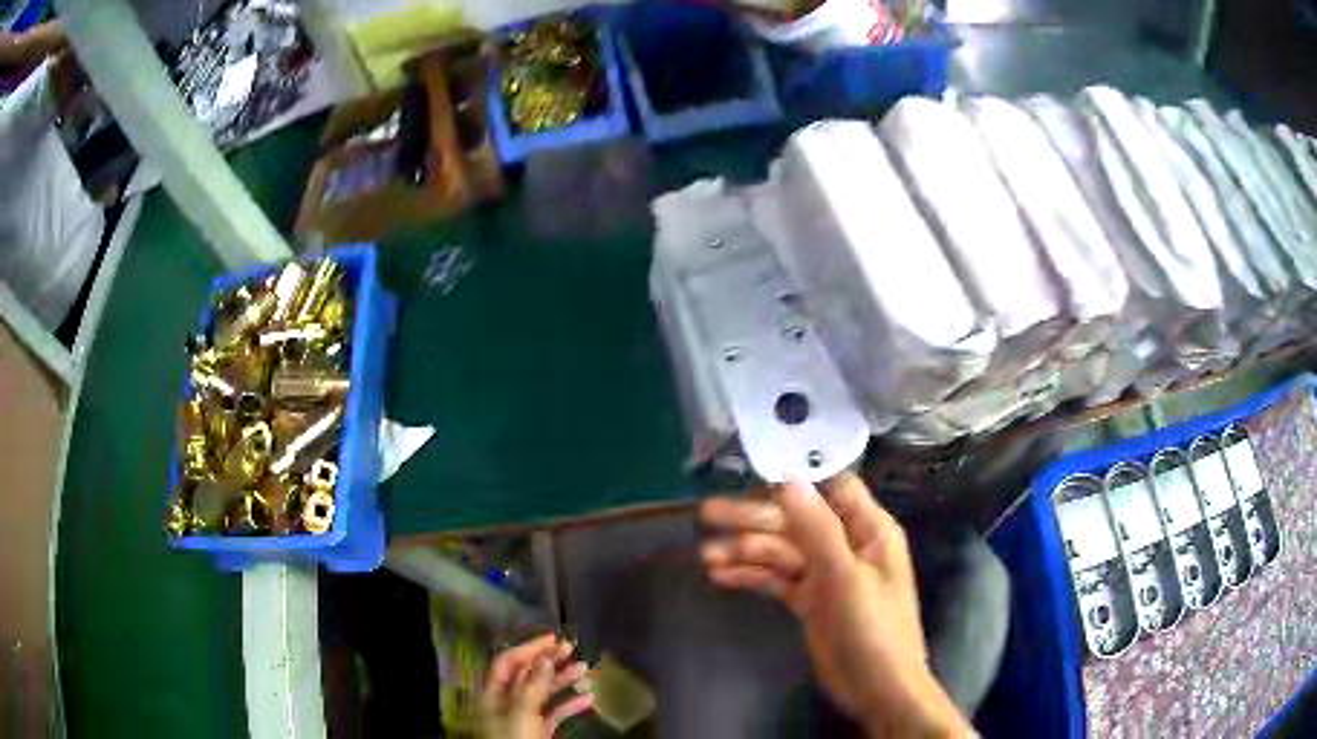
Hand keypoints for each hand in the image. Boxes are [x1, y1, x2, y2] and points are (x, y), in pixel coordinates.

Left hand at [481, 634, 594, 738]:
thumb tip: (545, 657)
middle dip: (549, 661)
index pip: (507, 662)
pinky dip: (571, 705)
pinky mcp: (538, 732)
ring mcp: (522, 718)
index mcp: (492, 694)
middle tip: (573, 648)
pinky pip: (555, 714)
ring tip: (586, 669)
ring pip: (543, 693)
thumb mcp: (521, 712)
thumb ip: (532, 685)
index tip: (554, 639)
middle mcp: (506, 702)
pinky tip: (589, 700)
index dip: (528, 648)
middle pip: (526, 675)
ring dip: (564, 680)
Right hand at [700, 473, 969, 738]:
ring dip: (745, 551)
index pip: (831, 487)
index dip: (794, 479)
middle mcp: (846, 545)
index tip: (749, 472)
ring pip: (781, 551)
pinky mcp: (810, 600)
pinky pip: (777, 579)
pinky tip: (720, 576)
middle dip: (753, 518)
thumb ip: (817, 529)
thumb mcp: (846, 578)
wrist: (878, 690)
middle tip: (705, 515)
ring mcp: (826, 574)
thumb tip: (788, 479)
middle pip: (795, 520)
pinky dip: (751, 576)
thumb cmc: (873, 631)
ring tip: (705, 556)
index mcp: (868, 530)